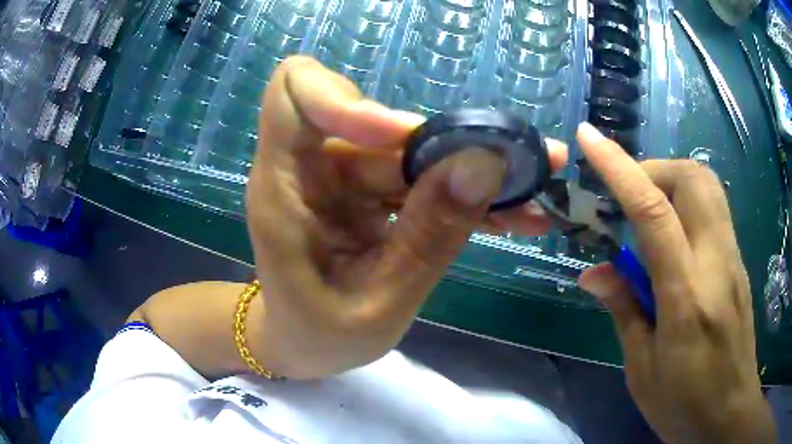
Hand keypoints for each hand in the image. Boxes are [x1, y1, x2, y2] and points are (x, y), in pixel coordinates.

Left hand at [245, 57, 566, 378]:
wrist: (302, 346)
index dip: (347, 97)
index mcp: (283, 187)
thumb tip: (485, 163)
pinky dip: (466, 197)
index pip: (293, 92)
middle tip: (527, 169)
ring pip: (415, 153)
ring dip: (475, 173)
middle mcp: (313, 168)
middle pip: (382, 123)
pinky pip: (423, 181)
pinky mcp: (372, 195)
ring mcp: (346, 179)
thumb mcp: (377, 305)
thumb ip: (429, 236)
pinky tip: (515, 217)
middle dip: (454, 144)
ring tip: (535, 198)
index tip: (404, 136)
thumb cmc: (316, 336)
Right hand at [576, 123, 774, 442]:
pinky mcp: (738, 261)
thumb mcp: (642, 371)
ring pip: (707, 186)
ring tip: (647, 214)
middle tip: (626, 197)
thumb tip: (594, 273)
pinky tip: (672, 241)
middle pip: (691, 178)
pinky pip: (713, 210)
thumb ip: (624, 312)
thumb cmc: (683, 405)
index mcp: (686, 297)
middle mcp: (716, 262)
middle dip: (653, 169)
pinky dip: (686, 204)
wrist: (729, 412)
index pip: (653, 213)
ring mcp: (733, 258)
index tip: (589, 138)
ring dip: (671, 181)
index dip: (619, 168)